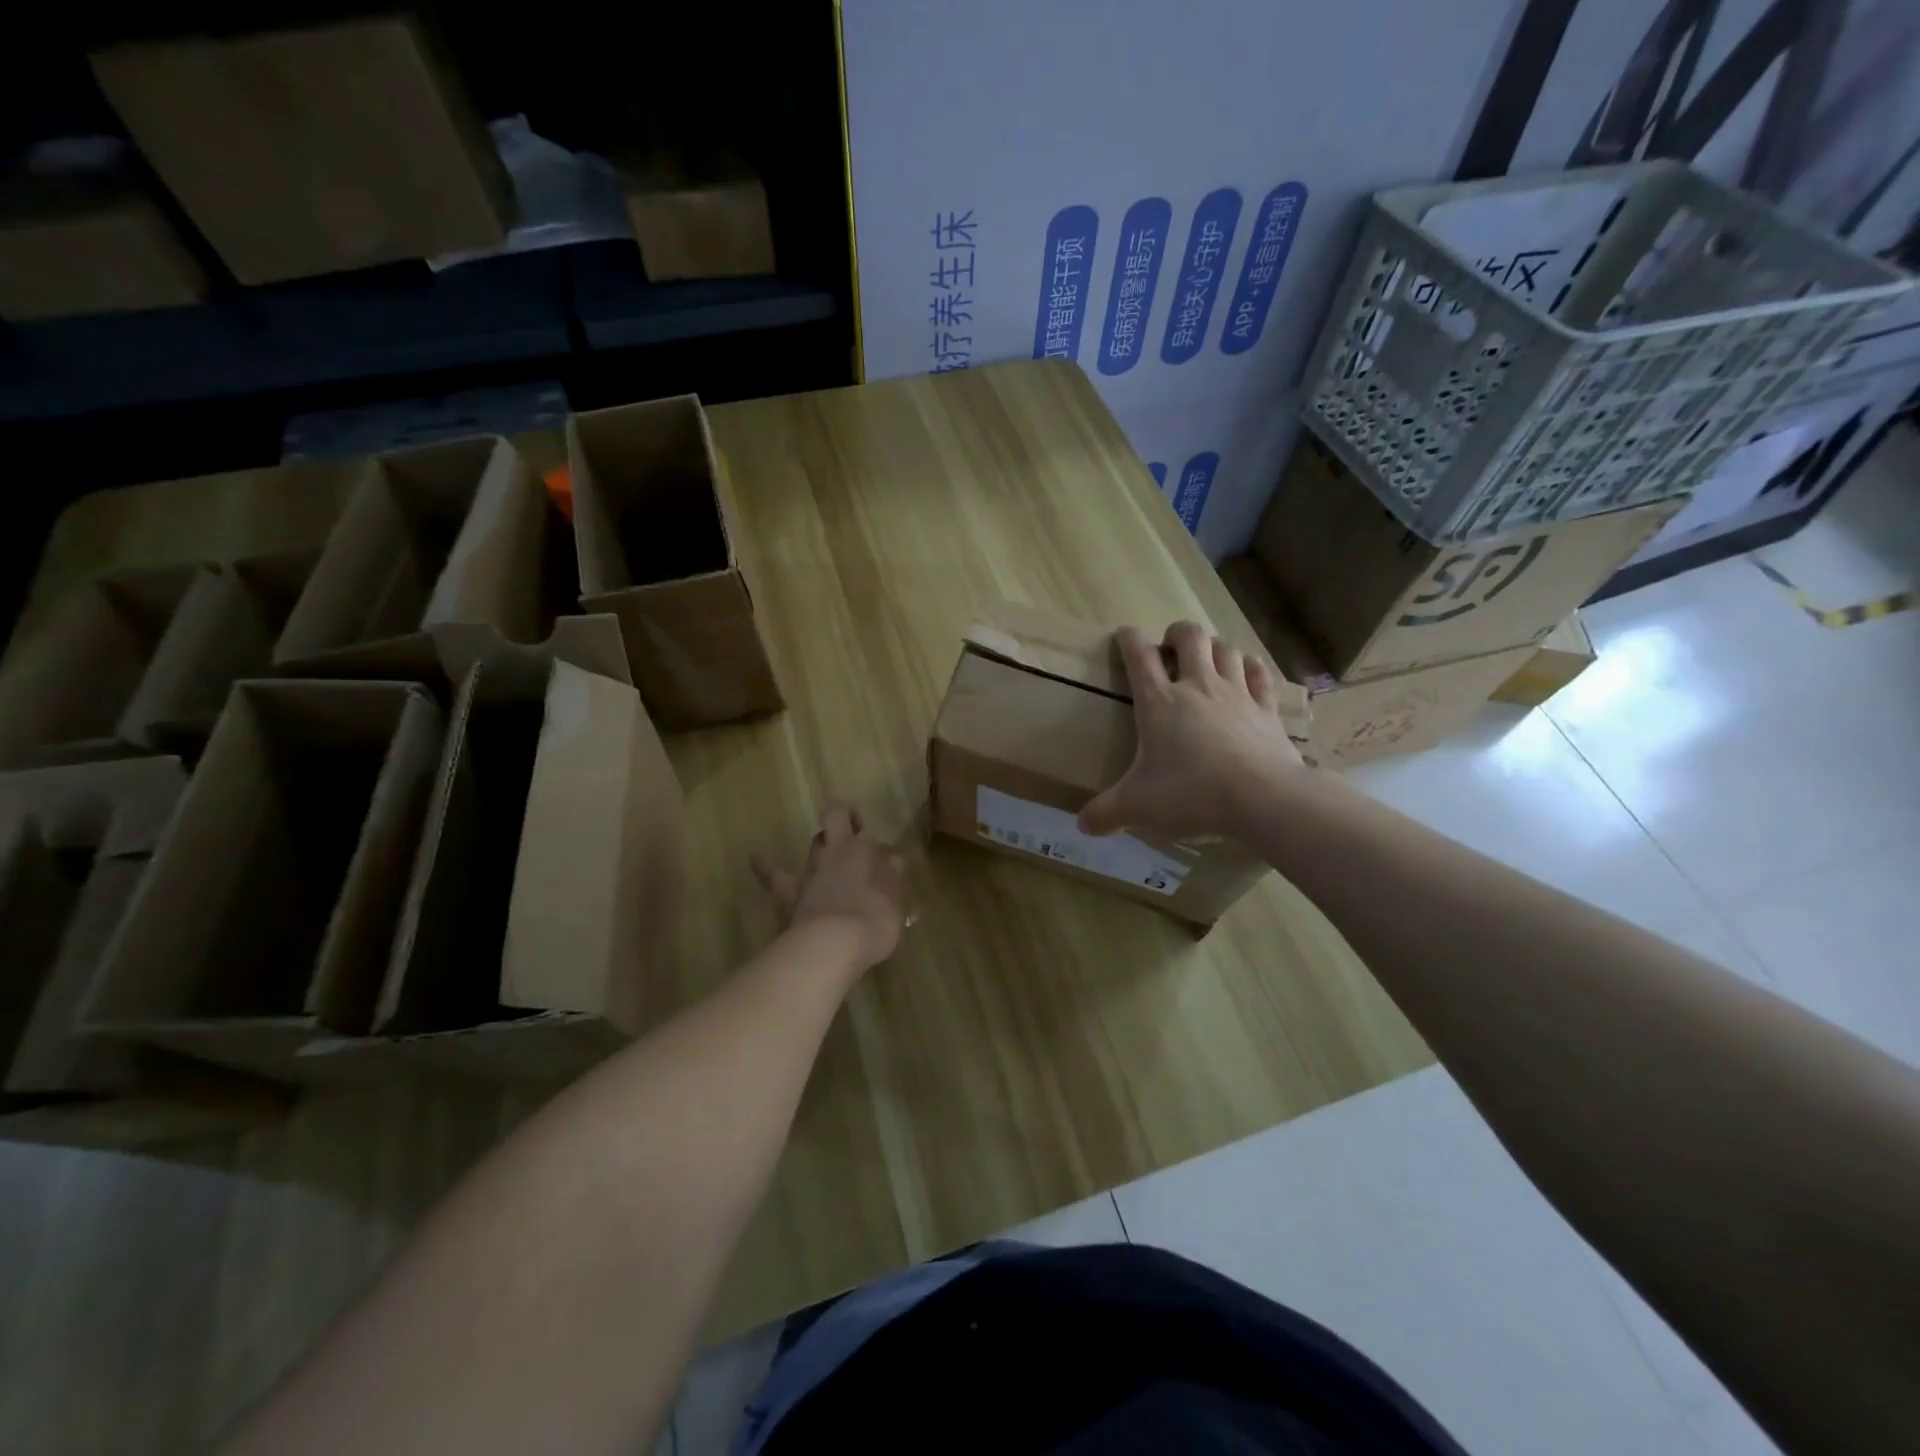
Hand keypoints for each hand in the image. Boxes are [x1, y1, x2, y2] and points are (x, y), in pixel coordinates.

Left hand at [751, 803, 908, 971]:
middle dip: (845, 819)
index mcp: (867, 853)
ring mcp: (813, 871)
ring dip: (821, 845)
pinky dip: (766, 866)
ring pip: (815, 845)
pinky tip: (756, 858)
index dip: (884, 854)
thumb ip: (893, 880)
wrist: (835, 943)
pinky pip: (775, 875)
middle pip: (838, 821)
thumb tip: (892, 862)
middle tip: (855, 831)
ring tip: (825, 847)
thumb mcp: (896, 903)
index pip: (880, 844)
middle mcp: (839, 853)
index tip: (889, 869)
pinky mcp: (793, 892)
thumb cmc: (874, 921)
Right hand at [1078, 621, 1304, 841]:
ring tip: (1207, 660)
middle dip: (1177, 634)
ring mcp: (1237, 694)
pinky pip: (1260, 674)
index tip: (1124, 636)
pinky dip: (1251, 667)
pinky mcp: (1267, 710)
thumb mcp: (1138, 807)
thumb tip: (1082, 825)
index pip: (1138, 656)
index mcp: (1159, 702)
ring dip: (1214, 647)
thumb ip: (1106, 813)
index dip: (1128, 640)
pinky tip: (1247, 671)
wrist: (1262, 798)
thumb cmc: (1191, 794)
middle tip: (1170, 649)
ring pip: (1226, 649)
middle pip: (1190, 637)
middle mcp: (1197, 687)